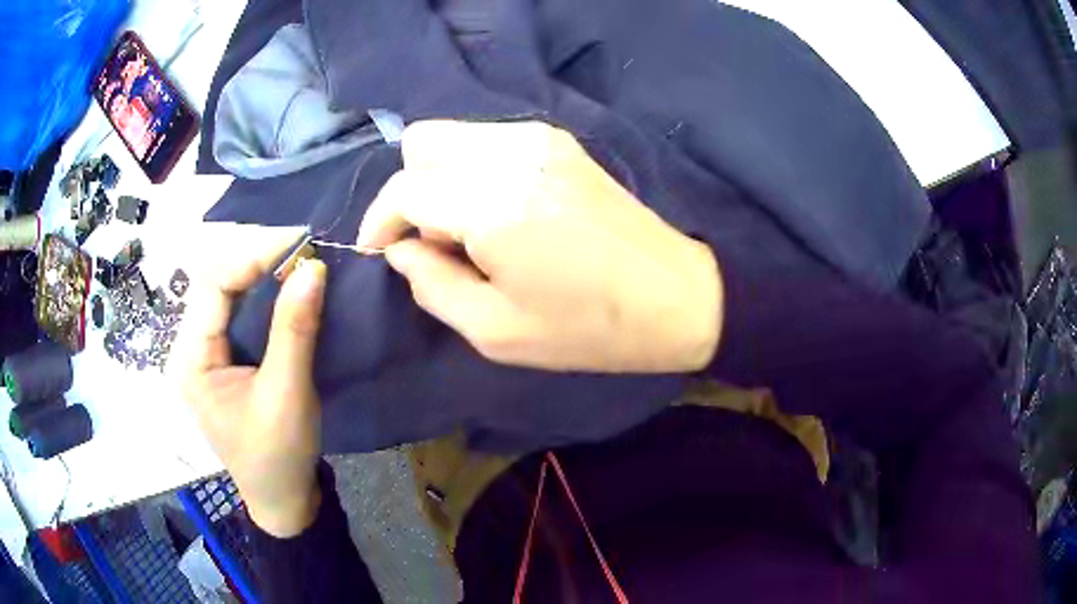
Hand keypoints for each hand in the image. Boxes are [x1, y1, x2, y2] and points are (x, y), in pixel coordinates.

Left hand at [172, 225, 327, 537]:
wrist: (282, 500)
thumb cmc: (278, 456)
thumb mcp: (287, 394)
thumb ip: (295, 329)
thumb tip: (314, 266)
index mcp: (191, 359)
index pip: (213, 283)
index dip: (252, 255)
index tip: (300, 244)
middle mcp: (190, 348)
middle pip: (216, 282)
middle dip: (257, 258)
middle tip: (304, 249)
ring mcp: (205, 353)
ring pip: (227, 293)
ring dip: (262, 273)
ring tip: (300, 261)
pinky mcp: (223, 360)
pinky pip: (238, 312)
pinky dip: (264, 295)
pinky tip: (288, 289)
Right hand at [358, 120, 722, 372]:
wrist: (675, 296)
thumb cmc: (588, 328)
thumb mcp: (495, 331)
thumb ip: (431, 284)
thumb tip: (401, 249)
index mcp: (494, 202)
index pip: (406, 188)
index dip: (380, 221)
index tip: (379, 252)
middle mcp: (513, 153)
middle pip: (422, 142)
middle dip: (410, 190)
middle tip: (431, 241)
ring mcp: (541, 138)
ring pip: (454, 135)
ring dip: (440, 177)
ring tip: (467, 230)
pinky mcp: (560, 140)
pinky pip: (489, 139)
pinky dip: (472, 168)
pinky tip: (498, 210)